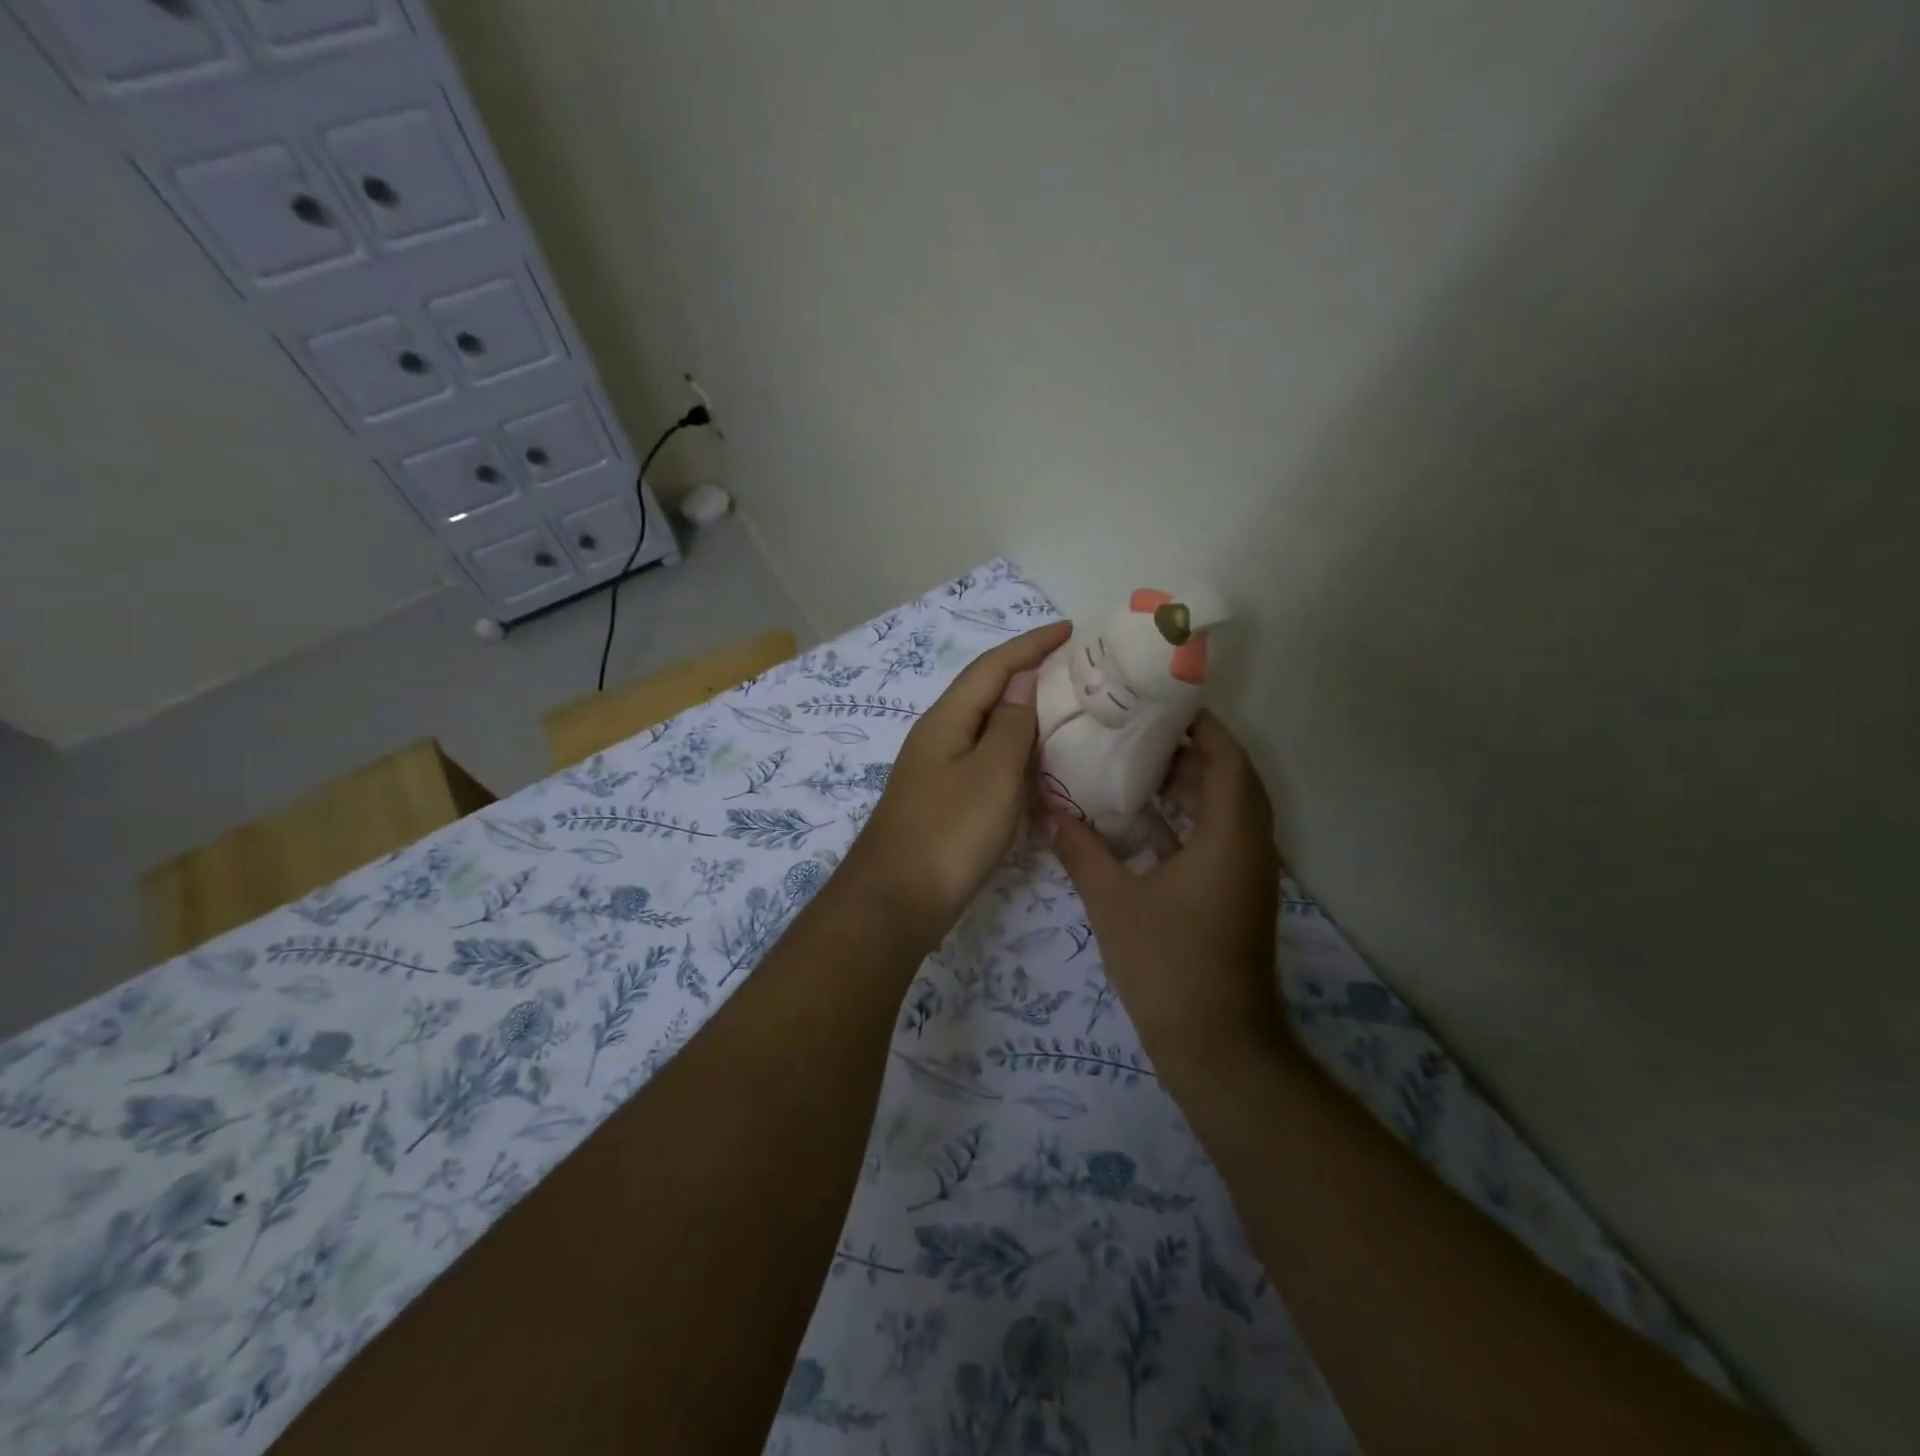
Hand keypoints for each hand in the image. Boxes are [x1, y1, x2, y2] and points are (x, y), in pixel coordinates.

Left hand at [849, 622, 1071, 948]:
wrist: (896, 902)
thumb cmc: (949, 832)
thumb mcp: (992, 774)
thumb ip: (1011, 725)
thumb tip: (1022, 681)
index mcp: (947, 720)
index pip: (992, 667)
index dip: (1030, 644)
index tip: (1070, 630)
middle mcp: (939, 737)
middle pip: (987, 693)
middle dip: (1028, 674)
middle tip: (1076, 671)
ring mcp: (939, 771)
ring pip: (987, 729)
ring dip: (1024, 715)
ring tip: (1067, 710)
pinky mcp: (945, 802)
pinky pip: (986, 762)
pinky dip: (1015, 754)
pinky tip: (1038, 765)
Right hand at [1048, 712, 1286, 1066]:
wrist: (1217, 1048)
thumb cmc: (1169, 964)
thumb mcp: (1113, 901)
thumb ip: (1079, 850)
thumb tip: (1046, 810)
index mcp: (1230, 835)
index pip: (1227, 758)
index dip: (1201, 726)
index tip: (1160, 703)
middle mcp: (1247, 847)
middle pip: (1227, 780)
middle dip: (1185, 753)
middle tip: (1134, 731)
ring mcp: (1243, 876)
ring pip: (1221, 813)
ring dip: (1185, 789)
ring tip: (1131, 766)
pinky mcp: (1232, 899)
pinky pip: (1213, 843)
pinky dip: (1183, 825)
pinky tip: (1138, 824)